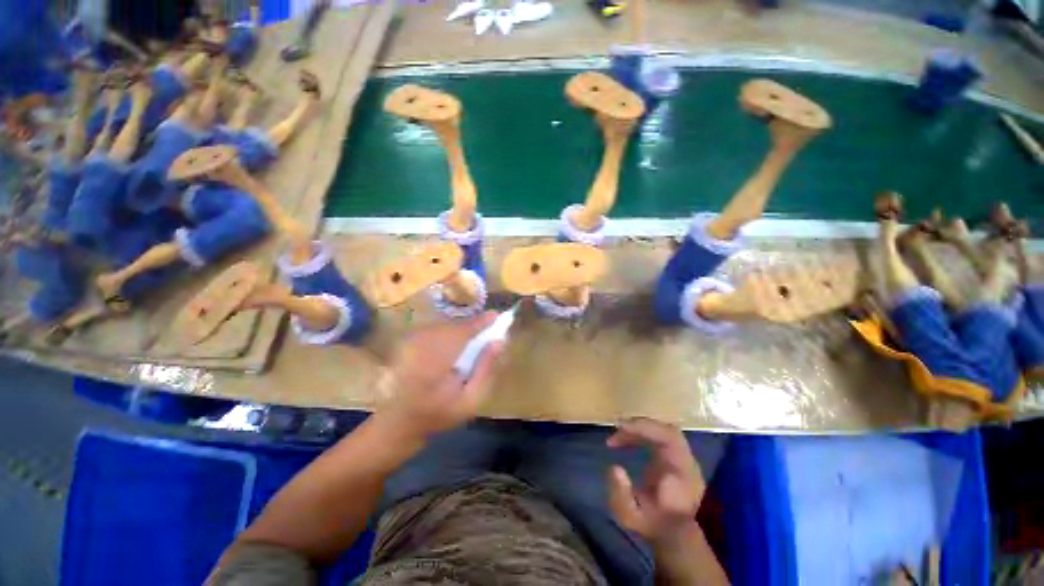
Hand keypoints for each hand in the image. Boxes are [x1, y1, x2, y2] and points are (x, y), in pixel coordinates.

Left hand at [379, 312, 504, 439]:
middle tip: (487, 326)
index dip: (480, 323)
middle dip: (471, 325)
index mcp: (436, 364)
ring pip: (443, 325)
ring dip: (459, 328)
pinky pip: (434, 329)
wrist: (400, 420)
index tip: (496, 315)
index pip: (462, 333)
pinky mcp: (407, 342)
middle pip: (452, 326)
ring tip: (473, 335)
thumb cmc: (439, 413)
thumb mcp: (471, 400)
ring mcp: (411, 343)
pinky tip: (453, 343)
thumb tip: (498, 342)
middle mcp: (421, 347)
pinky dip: (448, 331)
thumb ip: (486, 369)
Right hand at [606, 418, 705, 544]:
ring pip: (663, 430)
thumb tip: (615, 467)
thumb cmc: (652, 525)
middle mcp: (687, 463)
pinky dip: (640, 433)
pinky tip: (624, 440)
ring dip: (638, 429)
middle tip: (616, 428)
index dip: (646, 428)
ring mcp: (683, 459)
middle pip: (668, 430)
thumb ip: (621, 495)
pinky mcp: (675, 457)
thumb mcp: (631, 517)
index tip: (622, 427)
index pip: (670, 440)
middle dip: (640, 425)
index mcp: (683, 476)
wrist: (674, 536)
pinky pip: (659, 436)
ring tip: (616, 438)